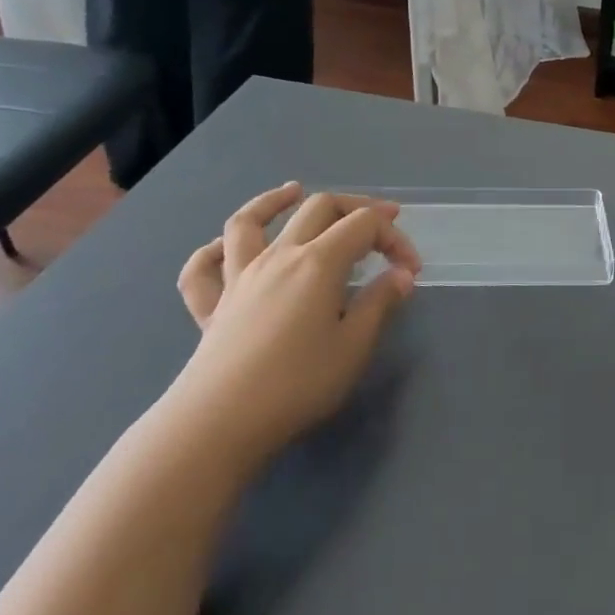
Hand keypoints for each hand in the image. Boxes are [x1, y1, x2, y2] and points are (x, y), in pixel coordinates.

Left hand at [169, 185, 419, 464]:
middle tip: (380, 221)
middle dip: (354, 206)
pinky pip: (202, 269)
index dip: (394, 239)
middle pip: (317, 208)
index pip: (364, 226)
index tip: (412, 271)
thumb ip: (379, 304)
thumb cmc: (297, 384)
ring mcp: (239, 278)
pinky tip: (224, 248)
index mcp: (318, 263)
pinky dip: (212, 251)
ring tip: (293, 191)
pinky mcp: (211, 307)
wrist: (219, 423)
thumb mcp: (353, 346)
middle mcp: (278, 257)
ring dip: (273, 201)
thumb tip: (401, 276)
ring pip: (248, 222)